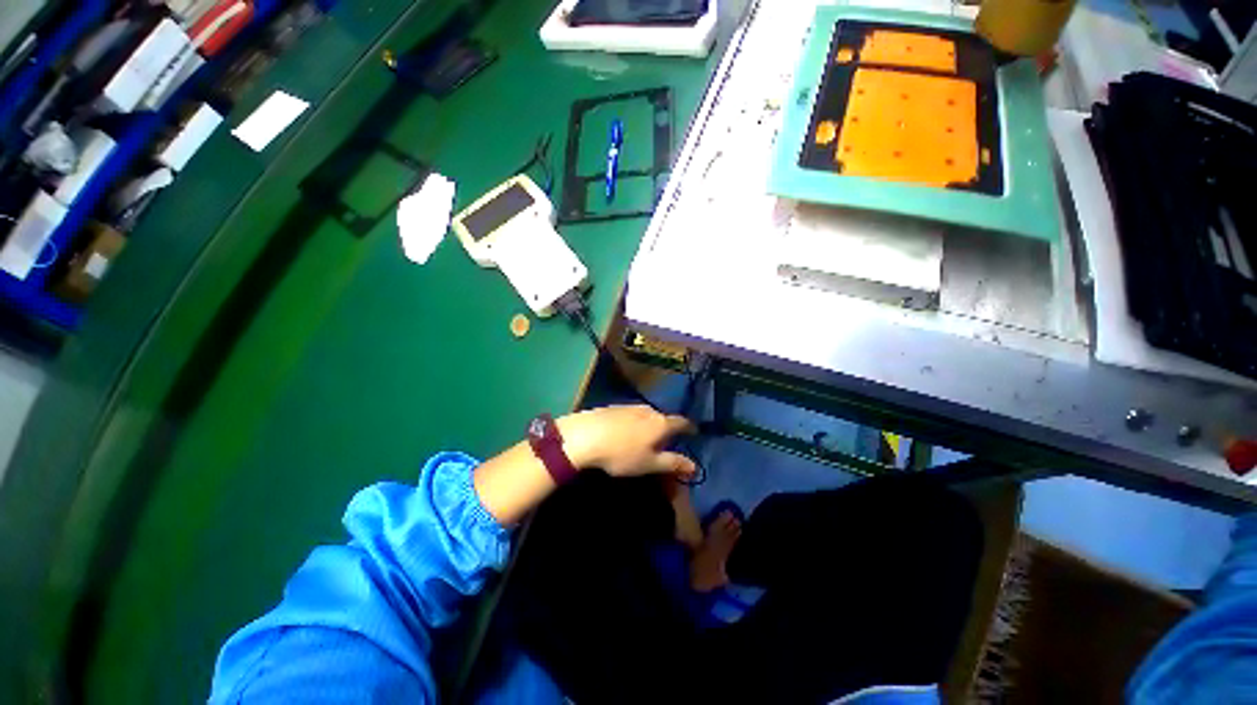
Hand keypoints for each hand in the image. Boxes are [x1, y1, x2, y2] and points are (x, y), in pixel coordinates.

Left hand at [558, 405, 696, 477]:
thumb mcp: (649, 464)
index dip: (689, 427)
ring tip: (644, 438)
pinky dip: (634, 423)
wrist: (585, 435)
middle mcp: (648, 410)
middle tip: (665, 441)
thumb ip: (672, 463)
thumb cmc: (622, 453)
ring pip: (646, 415)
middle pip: (663, 418)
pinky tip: (625, 432)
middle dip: (666, 428)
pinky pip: (631, 415)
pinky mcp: (614, 407)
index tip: (693, 432)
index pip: (681, 422)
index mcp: (661, 423)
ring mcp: (630, 406)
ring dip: (649, 425)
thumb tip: (694, 466)